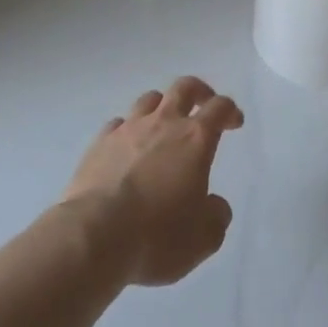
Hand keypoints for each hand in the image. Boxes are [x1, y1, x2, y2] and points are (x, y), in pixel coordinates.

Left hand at [63, 76, 242, 286]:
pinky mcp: (99, 143)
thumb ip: (216, 217)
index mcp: (195, 139)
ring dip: (162, 106)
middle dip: (199, 91)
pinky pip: (118, 124)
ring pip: (149, 99)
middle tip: (203, 104)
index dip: (230, 111)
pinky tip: (127, 147)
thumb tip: (214, 205)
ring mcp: (128, 130)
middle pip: (184, 87)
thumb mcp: (202, 239)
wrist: (93, 237)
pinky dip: (127, 129)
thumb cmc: (156, 236)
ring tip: (164, 124)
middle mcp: (164, 123)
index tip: (234, 123)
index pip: (219, 107)